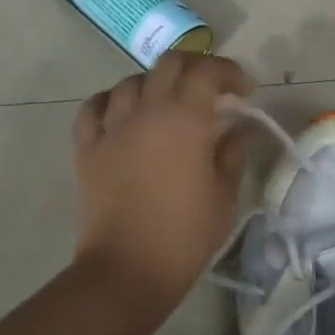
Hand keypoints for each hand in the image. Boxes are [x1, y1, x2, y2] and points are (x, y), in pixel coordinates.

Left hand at [72, 52, 255, 318]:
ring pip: (131, 82)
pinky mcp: (88, 149)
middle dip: (196, 67)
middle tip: (212, 88)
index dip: (230, 72)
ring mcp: (112, 128)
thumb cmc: (185, 235)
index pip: (207, 72)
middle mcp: (146, 111)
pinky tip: (124, 113)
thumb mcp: (224, 194)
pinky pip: (94, 108)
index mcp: (185, 119)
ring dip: (156, 84)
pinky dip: (112, 101)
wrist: (127, 270)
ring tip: (169, 103)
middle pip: (169, 64)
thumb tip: (242, 128)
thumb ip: (234, 152)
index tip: (246, 90)